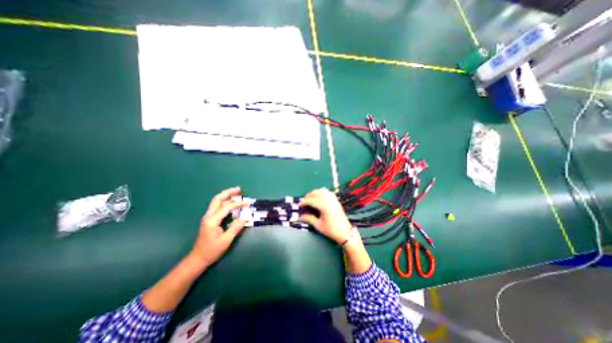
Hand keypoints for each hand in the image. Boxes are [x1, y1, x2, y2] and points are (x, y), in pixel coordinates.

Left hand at [191, 187, 249, 267]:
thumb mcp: (226, 240)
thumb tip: (245, 218)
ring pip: (216, 202)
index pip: (227, 207)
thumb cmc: (211, 251)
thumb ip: (235, 227)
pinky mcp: (209, 220)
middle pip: (217, 199)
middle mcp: (208, 216)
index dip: (238, 204)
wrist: (197, 259)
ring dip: (226, 196)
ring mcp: (208, 217)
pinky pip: (217, 207)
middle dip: (228, 192)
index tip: (247, 203)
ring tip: (236, 193)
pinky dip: (224, 202)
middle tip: (239, 189)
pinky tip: (231, 203)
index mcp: (212, 220)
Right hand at [297, 187, 351, 243]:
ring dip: (315, 193)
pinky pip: (328, 192)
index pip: (312, 200)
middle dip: (308, 195)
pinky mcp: (336, 200)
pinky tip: (319, 198)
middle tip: (303, 202)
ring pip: (322, 190)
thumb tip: (300, 216)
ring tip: (310, 199)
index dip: (304, 202)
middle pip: (316, 192)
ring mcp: (333, 199)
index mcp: (324, 206)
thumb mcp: (318, 225)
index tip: (299, 206)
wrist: (345, 232)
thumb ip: (309, 219)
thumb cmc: (331, 230)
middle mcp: (329, 200)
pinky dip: (321, 192)